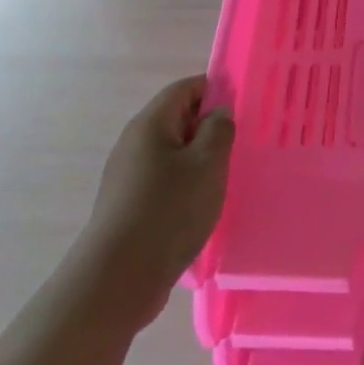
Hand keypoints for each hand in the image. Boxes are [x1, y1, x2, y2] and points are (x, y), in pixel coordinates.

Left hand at [78, 76, 233, 333]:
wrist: (119, 276)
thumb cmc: (169, 210)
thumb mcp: (207, 165)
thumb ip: (218, 131)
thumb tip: (219, 111)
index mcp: (150, 124)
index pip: (185, 88)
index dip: (215, 89)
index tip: (244, 106)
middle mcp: (134, 142)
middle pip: (176, 119)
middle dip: (209, 126)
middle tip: (241, 144)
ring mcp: (128, 174)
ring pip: (171, 152)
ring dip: (199, 158)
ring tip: (226, 176)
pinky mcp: (129, 203)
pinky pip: (163, 179)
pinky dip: (186, 182)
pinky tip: (202, 204)